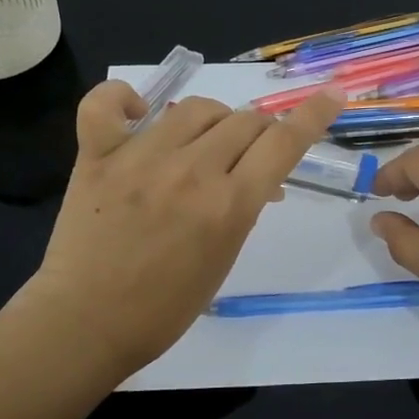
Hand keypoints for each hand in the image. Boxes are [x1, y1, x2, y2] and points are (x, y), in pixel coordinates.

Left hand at [25, 79, 344, 375]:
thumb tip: (256, 178)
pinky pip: (105, 103)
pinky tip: (135, 111)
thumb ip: (241, 209)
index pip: (283, 143)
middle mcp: (191, 171)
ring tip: (203, 141)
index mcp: (228, 205)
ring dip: (211, 120)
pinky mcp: (98, 156)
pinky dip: (122, 99)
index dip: (313, 115)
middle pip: (243, 121)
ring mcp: (140, 158)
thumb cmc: (164, 308)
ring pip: (194, 108)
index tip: (332, 95)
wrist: (86, 324)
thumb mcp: (223, 260)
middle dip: (257, 133)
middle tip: (246, 153)